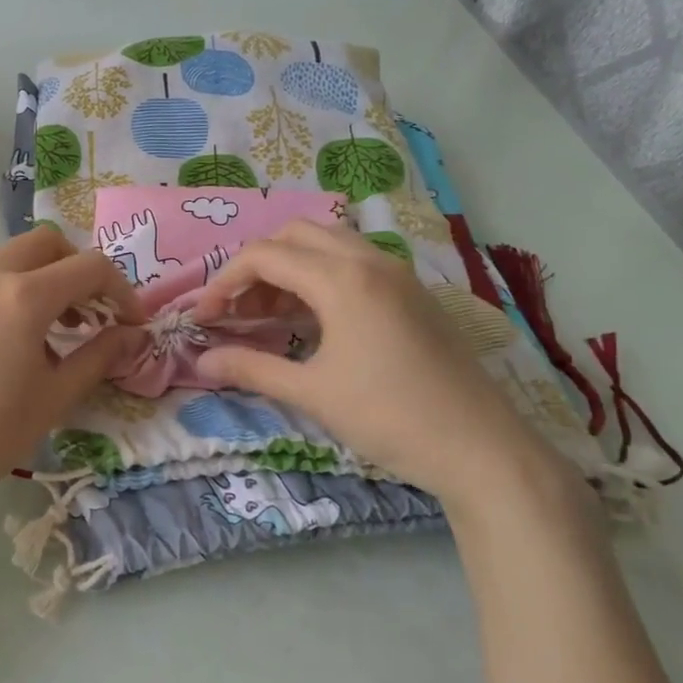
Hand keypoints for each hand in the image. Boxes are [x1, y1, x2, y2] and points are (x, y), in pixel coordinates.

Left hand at [0, 225, 145, 520]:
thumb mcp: (55, 397)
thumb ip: (99, 356)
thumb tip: (132, 335)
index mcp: (23, 296)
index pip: (89, 267)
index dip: (121, 290)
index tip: (131, 322)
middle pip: (48, 244)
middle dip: (79, 269)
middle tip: (94, 311)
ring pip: (13, 256)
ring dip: (45, 277)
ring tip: (58, 328)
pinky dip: (13, 288)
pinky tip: (16, 337)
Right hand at [190, 220, 565, 509]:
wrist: (481, 447)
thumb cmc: (389, 416)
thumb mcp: (312, 393)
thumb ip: (251, 369)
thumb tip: (202, 363)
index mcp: (342, 279)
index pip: (264, 256)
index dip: (225, 281)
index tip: (206, 318)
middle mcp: (370, 261)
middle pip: (296, 235)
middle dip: (258, 266)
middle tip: (239, 310)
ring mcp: (397, 274)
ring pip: (328, 244)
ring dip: (291, 268)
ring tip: (270, 315)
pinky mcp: (412, 293)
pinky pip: (354, 264)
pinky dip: (321, 277)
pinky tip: (313, 322)